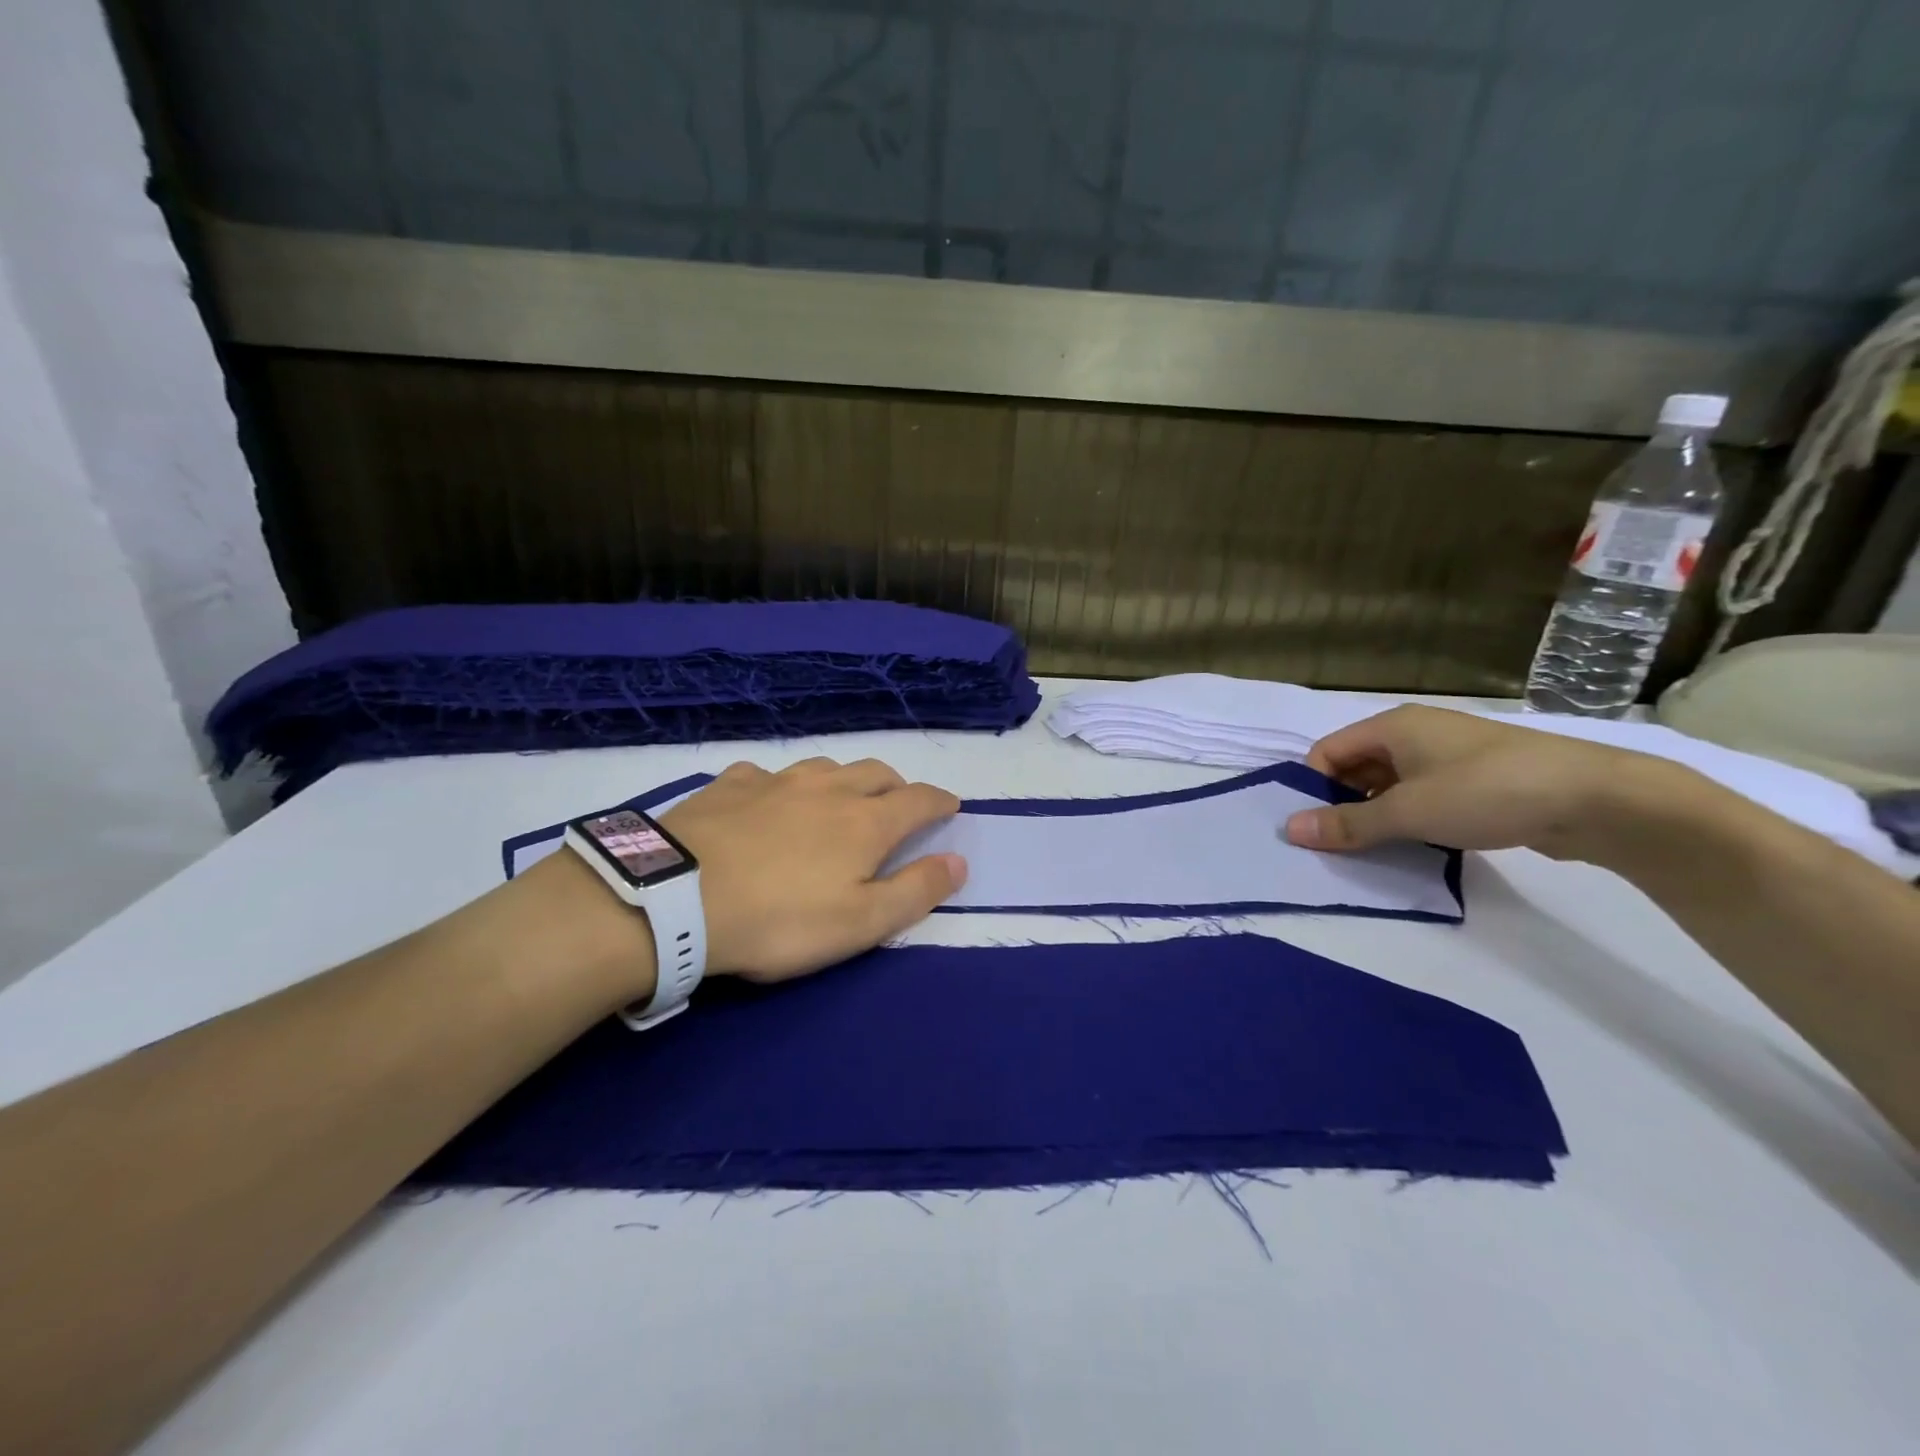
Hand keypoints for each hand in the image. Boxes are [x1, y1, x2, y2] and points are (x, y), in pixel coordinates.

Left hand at [660, 757, 966, 980]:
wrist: (676, 898)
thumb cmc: (780, 919)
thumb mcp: (860, 923)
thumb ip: (915, 891)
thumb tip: (959, 861)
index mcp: (866, 822)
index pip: (919, 800)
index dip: (940, 802)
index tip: (951, 807)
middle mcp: (828, 789)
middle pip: (877, 772)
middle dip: (897, 786)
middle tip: (898, 806)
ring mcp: (777, 781)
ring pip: (826, 765)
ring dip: (845, 779)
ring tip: (839, 800)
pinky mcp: (731, 784)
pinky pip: (768, 773)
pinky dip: (783, 784)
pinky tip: (768, 799)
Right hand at [1281, 705, 1682, 860]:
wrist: (1596, 798)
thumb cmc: (1486, 792)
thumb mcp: (1408, 812)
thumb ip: (1348, 823)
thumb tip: (1291, 829)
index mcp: (1392, 726)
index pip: (1328, 751)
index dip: (1314, 786)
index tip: (1316, 826)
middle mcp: (1416, 732)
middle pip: (1357, 766)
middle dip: (1343, 803)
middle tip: (1340, 844)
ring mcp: (1449, 755)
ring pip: (1391, 783)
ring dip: (1378, 814)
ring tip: (1375, 850)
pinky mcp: (1477, 779)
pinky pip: (1424, 794)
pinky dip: (1411, 817)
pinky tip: (1417, 845)